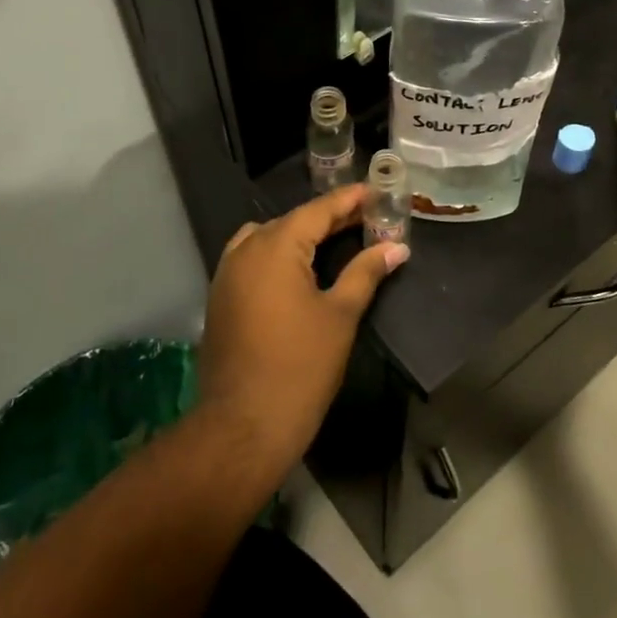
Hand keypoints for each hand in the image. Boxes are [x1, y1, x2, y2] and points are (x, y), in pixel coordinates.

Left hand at [199, 186, 408, 469]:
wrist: (244, 425)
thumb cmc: (300, 366)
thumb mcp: (340, 315)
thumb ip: (366, 273)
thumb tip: (396, 247)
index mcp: (276, 246)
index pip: (318, 210)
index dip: (350, 200)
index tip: (377, 191)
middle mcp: (245, 250)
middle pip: (292, 221)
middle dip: (328, 218)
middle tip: (366, 217)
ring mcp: (227, 274)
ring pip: (267, 238)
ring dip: (299, 235)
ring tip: (334, 241)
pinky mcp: (220, 298)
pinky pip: (251, 259)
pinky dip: (277, 254)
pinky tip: (299, 270)